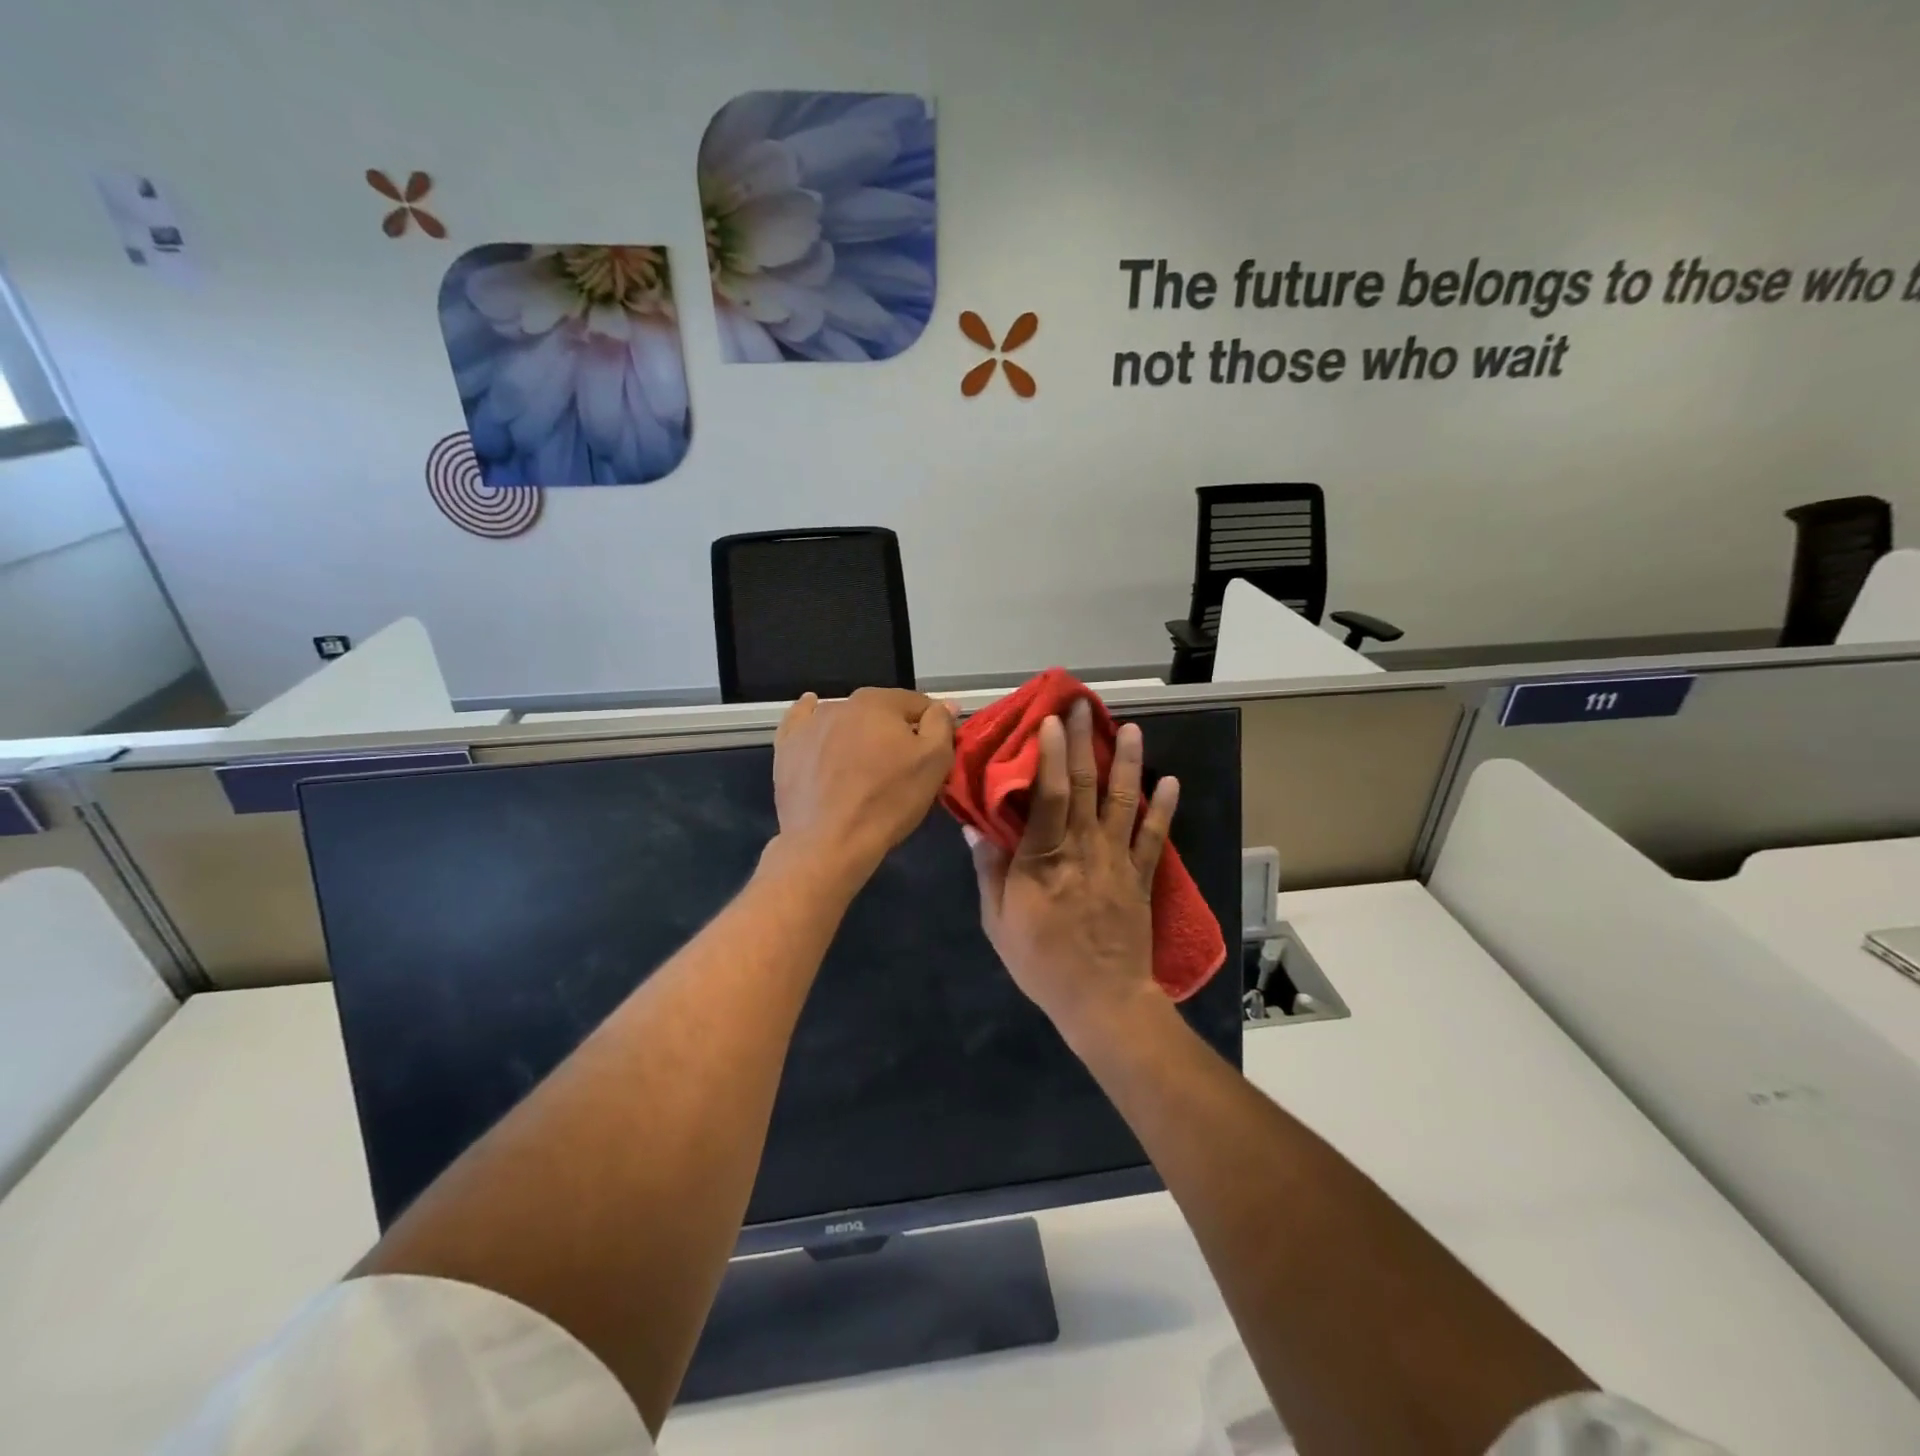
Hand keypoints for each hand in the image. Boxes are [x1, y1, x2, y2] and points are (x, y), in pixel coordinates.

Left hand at [772, 687, 955, 887]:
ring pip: (845, 719)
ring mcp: (810, 724)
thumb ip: (941, 725)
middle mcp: (842, 703)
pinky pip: (802, 722)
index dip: (930, 727)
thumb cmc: (888, 801)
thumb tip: (944, 704)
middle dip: (893, 731)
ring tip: (862, 765)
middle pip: (880, 712)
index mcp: (879, 702)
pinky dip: (811, 718)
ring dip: (858, 733)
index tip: (932, 753)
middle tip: (899, 766)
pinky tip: (813, 715)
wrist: (829, 842)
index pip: (917, 705)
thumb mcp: (933, 763)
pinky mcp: (787, 746)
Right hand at [967, 698, 1179, 1044]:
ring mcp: (1118, 860)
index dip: (1051, 754)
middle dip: (1084, 742)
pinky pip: (1154, 837)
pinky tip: (1169, 781)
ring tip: (1131, 729)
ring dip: (1128, 762)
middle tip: (1083, 707)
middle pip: (1086, 786)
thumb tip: (975, 826)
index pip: (1049, 794)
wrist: (1101, 1001)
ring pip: (1123, 801)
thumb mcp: (998, 920)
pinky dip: (1163, 808)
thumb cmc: (1042, 962)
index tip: (1050, 720)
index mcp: (1044, 858)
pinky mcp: (1141, 877)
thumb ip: (990, 870)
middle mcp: (1084, 849)